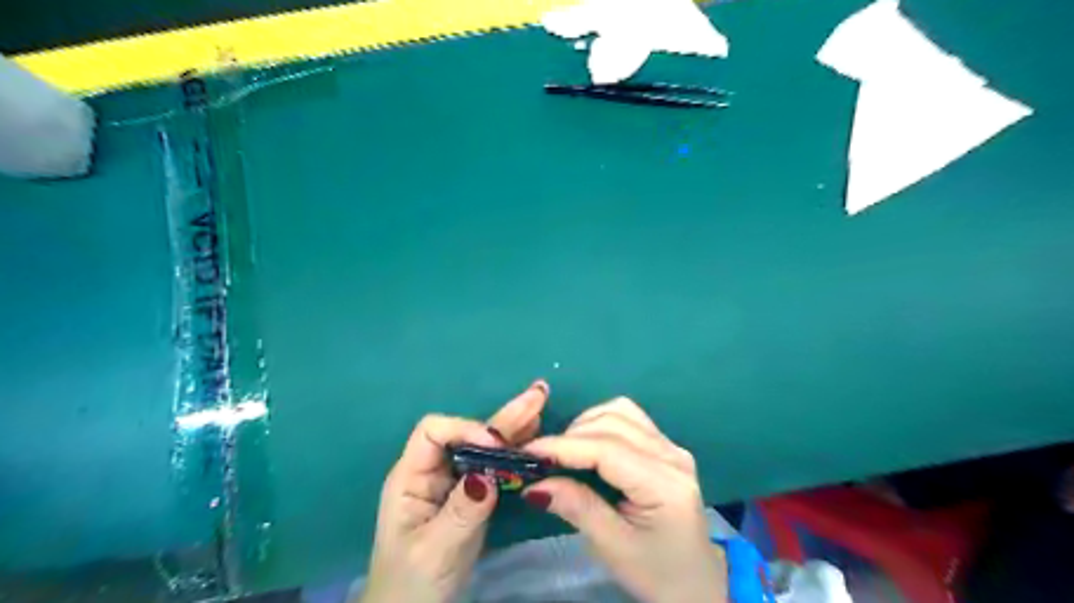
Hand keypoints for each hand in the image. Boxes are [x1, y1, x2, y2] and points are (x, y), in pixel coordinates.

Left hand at [361, 382, 547, 602]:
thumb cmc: (410, 584)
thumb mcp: (434, 550)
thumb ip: (461, 511)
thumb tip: (489, 475)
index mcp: (412, 477)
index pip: (434, 432)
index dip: (465, 429)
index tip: (496, 445)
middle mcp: (435, 471)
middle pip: (468, 434)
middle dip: (503, 417)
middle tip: (537, 395)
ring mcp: (455, 483)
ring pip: (485, 448)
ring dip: (515, 427)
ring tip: (541, 403)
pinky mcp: (472, 497)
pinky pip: (495, 468)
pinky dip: (516, 451)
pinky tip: (535, 436)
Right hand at [524, 395, 725, 601]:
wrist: (698, 584)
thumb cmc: (657, 573)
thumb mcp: (614, 548)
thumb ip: (577, 508)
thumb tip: (535, 484)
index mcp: (665, 484)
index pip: (607, 449)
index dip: (564, 446)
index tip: (528, 452)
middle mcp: (672, 455)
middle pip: (613, 422)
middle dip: (571, 435)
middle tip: (542, 459)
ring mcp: (672, 447)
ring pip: (621, 412)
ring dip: (586, 424)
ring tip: (565, 452)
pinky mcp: (667, 447)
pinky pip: (629, 419)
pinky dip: (602, 423)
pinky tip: (588, 445)